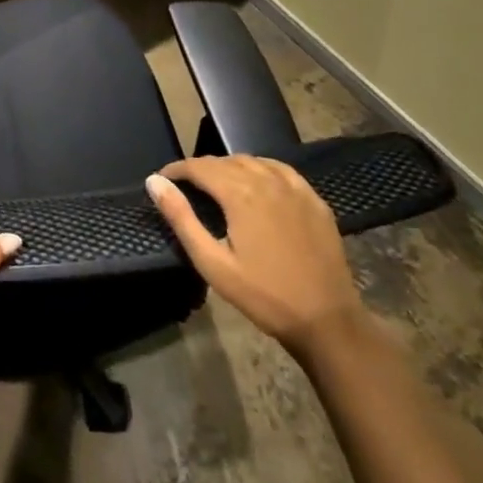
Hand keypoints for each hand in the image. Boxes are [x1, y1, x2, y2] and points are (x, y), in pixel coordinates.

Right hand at [146, 155, 363, 355]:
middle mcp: (267, 180)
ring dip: (228, 167)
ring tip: (216, 185)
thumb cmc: (264, 295)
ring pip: (252, 161)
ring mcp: (295, 188)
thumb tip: (154, 182)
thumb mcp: (212, 263)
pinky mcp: (314, 200)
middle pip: (224, 161)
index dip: (176, 170)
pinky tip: (256, 183)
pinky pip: (280, 169)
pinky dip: (260, 168)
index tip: (162, 180)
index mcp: (240, 193)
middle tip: (186, 188)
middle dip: (200, 169)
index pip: (199, 166)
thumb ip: (181, 218)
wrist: (328, 321)